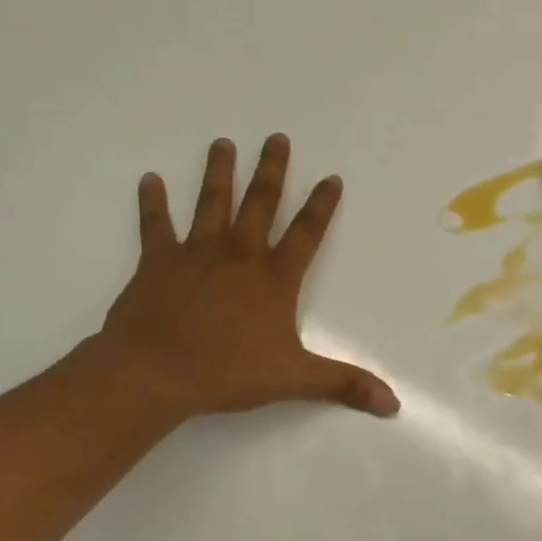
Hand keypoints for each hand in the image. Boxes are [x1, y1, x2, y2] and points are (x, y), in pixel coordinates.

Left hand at [95, 134, 398, 419]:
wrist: (154, 373)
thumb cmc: (227, 372)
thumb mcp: (294, 379)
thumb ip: (344, 384)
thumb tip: (393, 403)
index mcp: (274, 279)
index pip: (306, 233)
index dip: (321, 205)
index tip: (331, 177)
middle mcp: (239, 255)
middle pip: (260, 203)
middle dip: (271, 170)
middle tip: (276, 137)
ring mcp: (196, 254)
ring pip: (211, 203)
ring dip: (218, 173)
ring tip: (222, 143)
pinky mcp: (157, 262)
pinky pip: (155, 226)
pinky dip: (152, 203)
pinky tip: (148, 180)